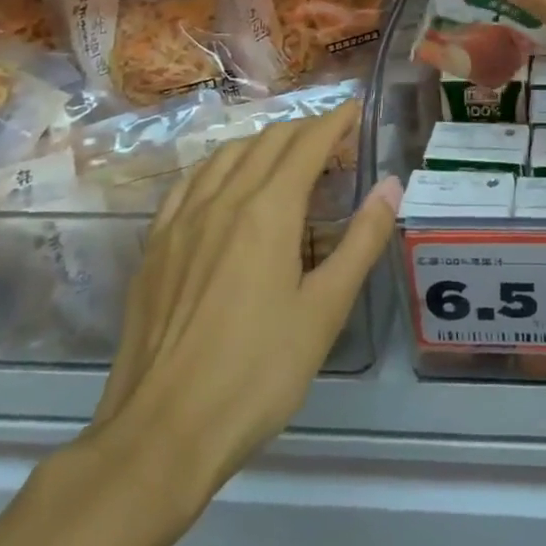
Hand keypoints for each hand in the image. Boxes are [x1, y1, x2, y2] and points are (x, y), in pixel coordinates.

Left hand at [72, 104, 401, 545]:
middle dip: (303, 130)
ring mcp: (181, 222)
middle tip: (331, 139)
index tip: (354, 110)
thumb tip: (391, 185)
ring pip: (226, 156)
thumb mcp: (325, 311)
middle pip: (267, 142)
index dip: (334, 121)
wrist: (160, 436)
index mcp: (267, 211)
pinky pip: (189, 183)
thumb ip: (361, 241)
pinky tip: (223, 184)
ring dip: (261, 143)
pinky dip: (218, 167)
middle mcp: (222, 201)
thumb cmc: (257, 374)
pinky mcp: (154, 247)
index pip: (306, 144)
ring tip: (283, 155)